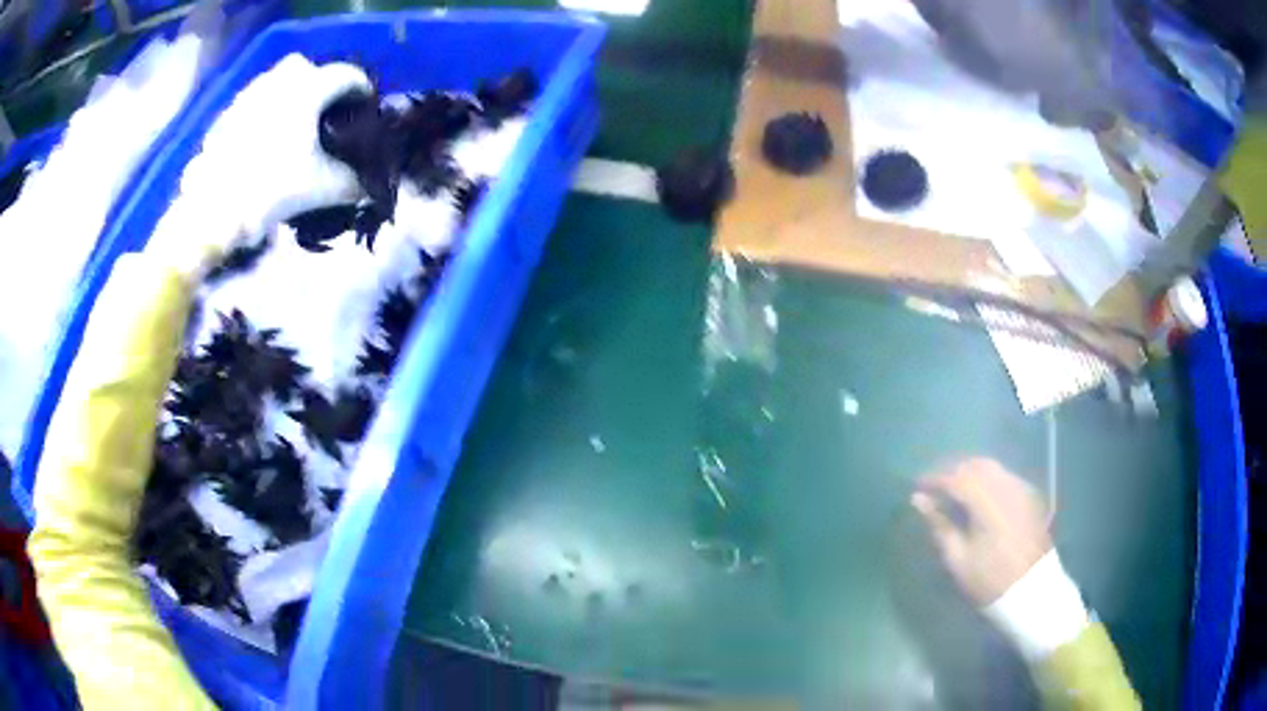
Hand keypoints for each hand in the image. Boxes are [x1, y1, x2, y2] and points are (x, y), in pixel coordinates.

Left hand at [147, 54, 372, 275]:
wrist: (214, 209)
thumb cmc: (272, 188)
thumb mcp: (321, 188)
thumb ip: (351, 183)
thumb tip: (368, 186)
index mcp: (309, 89)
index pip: (347, 75)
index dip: (361, 90)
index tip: (365, 107)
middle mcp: (280, 82)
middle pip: (308, 69)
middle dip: (319, 84)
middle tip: (323, 112)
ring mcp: (249, 96)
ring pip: (276, 82)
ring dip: (288, 96)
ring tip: (291, 126)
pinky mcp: (226, 116)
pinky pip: (251, 104)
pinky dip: (261, 114)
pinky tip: (260, 141)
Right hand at [910, 458, 1051, 604]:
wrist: (1032, 590)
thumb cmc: (989, 580)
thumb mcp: (958, 559)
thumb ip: (939, 525)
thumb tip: (919, 500)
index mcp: (987, 501)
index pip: (955, 478)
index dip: (933, 479)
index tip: (916, 487)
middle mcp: (1006, 486)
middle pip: (974, 465)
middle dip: (952, 472)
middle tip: (933, 489)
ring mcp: (1020, 488)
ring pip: (991, 467)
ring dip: (970, 473)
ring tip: (954, 491)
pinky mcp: (1029, 495)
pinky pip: (1004, 476)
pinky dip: (987, 479)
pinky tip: (979, 497)